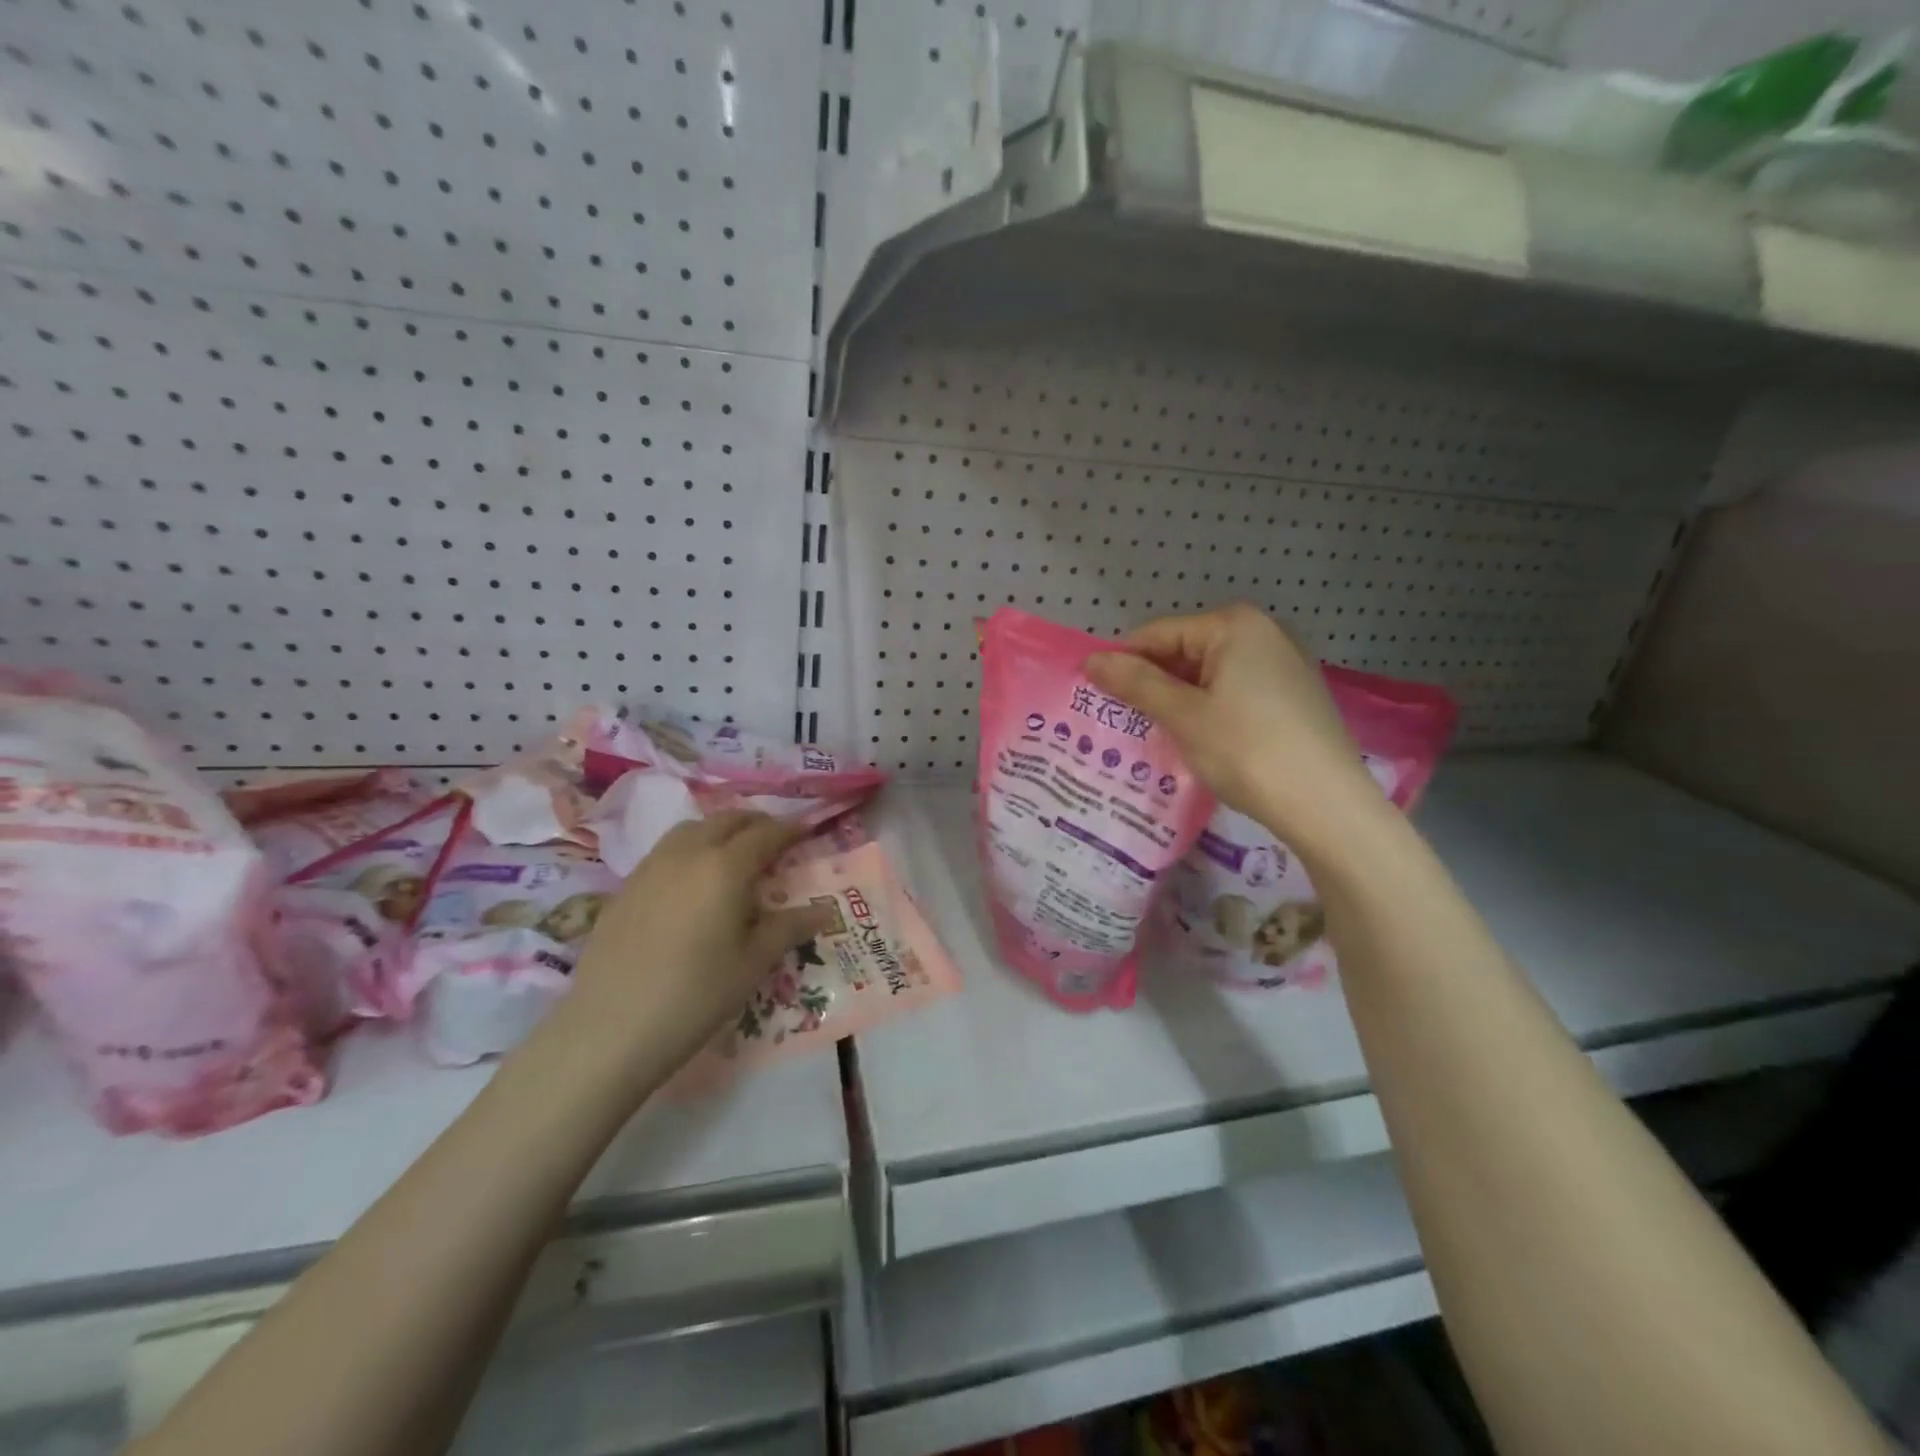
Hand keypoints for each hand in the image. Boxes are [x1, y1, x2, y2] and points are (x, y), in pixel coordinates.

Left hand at [567, 812, 833, 1077]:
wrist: (610, 1028)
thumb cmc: (696, 995)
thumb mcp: (753, 963)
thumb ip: (789, 928)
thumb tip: (825, 911)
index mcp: (725, 867)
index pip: (765, 833)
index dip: (789, 829)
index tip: (807, 831)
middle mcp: (687, 854)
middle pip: (726, 820)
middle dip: (754, 823)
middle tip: (774, 841)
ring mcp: (650, 867)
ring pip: (691, 830)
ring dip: (719, 831)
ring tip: (734, 855)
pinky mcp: (625, 888)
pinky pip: (665, 852)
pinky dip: (690, 850)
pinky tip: (692, 883)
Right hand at [1085, 604, 1385, 850]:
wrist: (1326, 805)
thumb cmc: (1247, 751)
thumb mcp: (1183, 716)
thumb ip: (1136, 683)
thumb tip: (1091, 660)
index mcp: (1234, 625)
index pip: (1158, 634)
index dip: (1122, 663)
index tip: (1094, 694)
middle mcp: (1263, 633)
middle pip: (1185, 651)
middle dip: (1152, 683)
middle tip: (1122, 720)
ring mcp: (1284, 665)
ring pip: (1210, 675)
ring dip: (1178, 700)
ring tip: (1153, 734)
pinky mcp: (1294, 697)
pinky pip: (1235, 692)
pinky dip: (1209, 710)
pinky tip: (1199, 740)